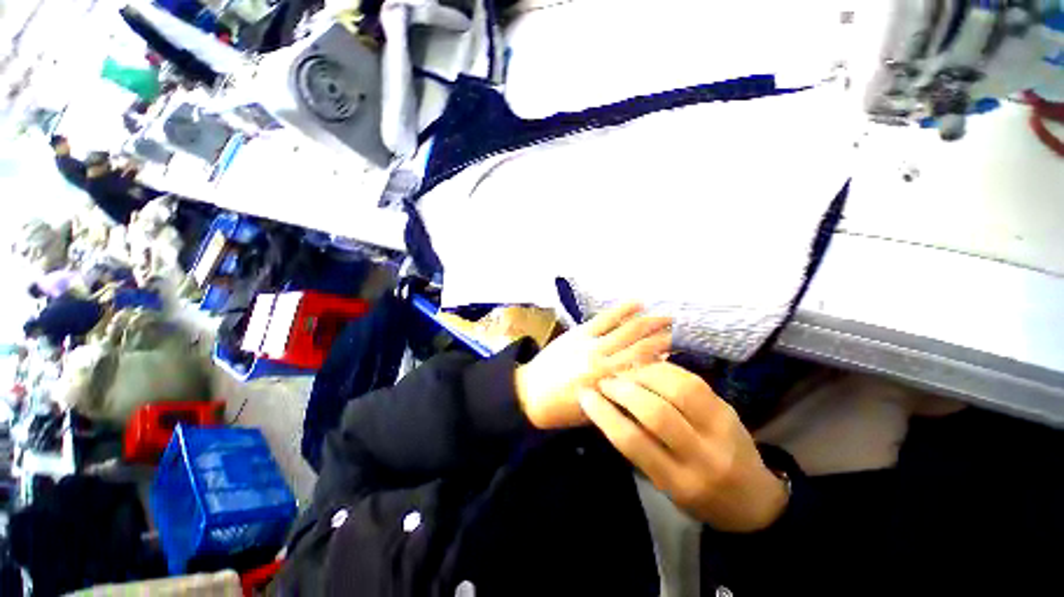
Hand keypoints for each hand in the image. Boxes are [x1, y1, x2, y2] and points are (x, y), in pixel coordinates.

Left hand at [514, 302, 671, 429]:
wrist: (528, 394)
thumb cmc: (563, 410)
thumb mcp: (596, 412)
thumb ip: (620, 397)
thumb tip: (645, 380)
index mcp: (607, 385)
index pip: (642, 368)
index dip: (662, 358)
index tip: (677, 350)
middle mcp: (602, 361)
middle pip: (639, 345)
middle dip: (660, 336)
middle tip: (678, 329)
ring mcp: (589, 343)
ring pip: (625, 329)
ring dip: (647, 321)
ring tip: (666, 316)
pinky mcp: (578, 332)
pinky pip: (603, 318)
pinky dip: (621, 309)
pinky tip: (637, 303)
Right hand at [579, 362, 788, 531]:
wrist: (754, 500)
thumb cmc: (699, 496)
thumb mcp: (664, 483)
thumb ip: (639, 446)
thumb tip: (608, 406)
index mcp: (679, 482)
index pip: (633, 442)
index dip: (603, 414)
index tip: (585, 395)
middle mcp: (702, 456)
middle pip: (656, 413)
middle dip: (622, 390)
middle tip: (604, 381)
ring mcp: (720, 428)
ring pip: (677, 389)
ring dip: (643, 374)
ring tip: (625, 372)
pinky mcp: (727, 408)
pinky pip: (691, 380)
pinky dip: (663, 369)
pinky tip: (648, 368)